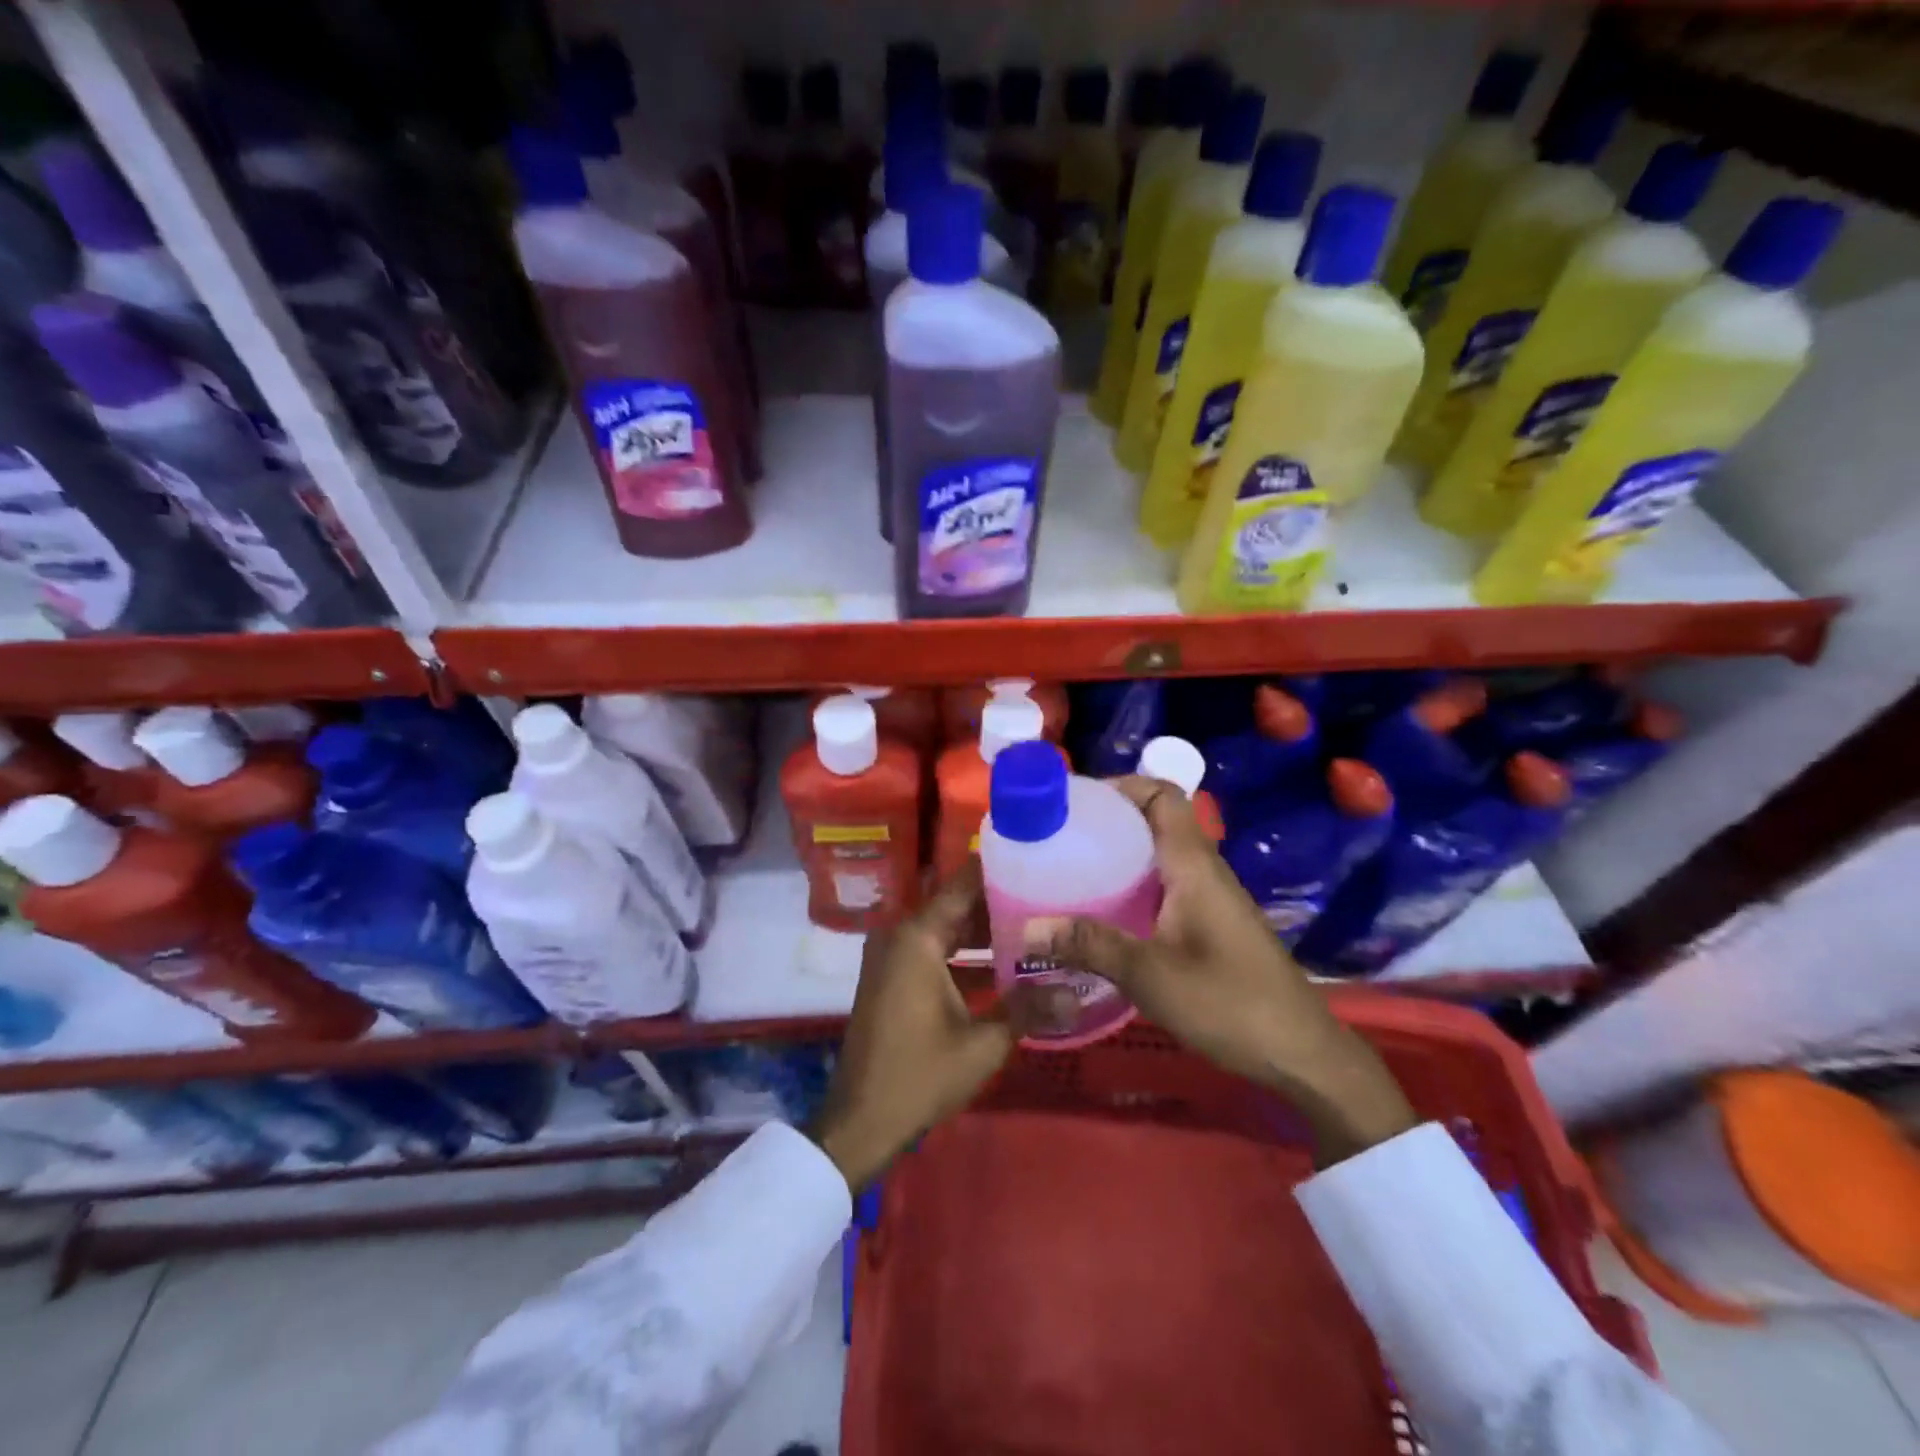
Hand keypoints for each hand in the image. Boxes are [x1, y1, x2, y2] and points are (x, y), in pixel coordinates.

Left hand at [812, 861, 1062, 1191]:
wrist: (859, 1122)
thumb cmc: (918, 1075)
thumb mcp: (982, 1044)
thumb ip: (1028, 1009)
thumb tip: (1077, 993)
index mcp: (917, 936)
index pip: (964, 884)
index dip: (1000, 870)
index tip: (1039, 860)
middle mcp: (902, 935)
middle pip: (958, 905)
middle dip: (1002, 904)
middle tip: (1051, 898)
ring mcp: (895, 957)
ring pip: (948, 931)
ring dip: (986, 933)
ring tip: (1039, 929)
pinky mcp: (895, 979)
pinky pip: (936, 952)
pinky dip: (966, 957)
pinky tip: (1008, 968)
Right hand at [1025, 776, 1417, 1165]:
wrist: (1301, 1054)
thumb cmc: (1229, 1003)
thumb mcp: (1151, 975)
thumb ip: (1090, 945)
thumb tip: (1027, 928)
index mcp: (1193, 865)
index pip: (1163, 795)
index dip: (1123, 785)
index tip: (1076, 800)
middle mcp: (1203, 871)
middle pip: (1156, 822)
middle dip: (1109, 822)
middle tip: (1059, 838)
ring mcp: (1210, 899)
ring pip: (1159, 857)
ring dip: (1119, 856)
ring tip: (1069, 871)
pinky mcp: (1211, 926)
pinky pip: (1165, 888)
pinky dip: (1132, 887)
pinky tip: (1103, 916)